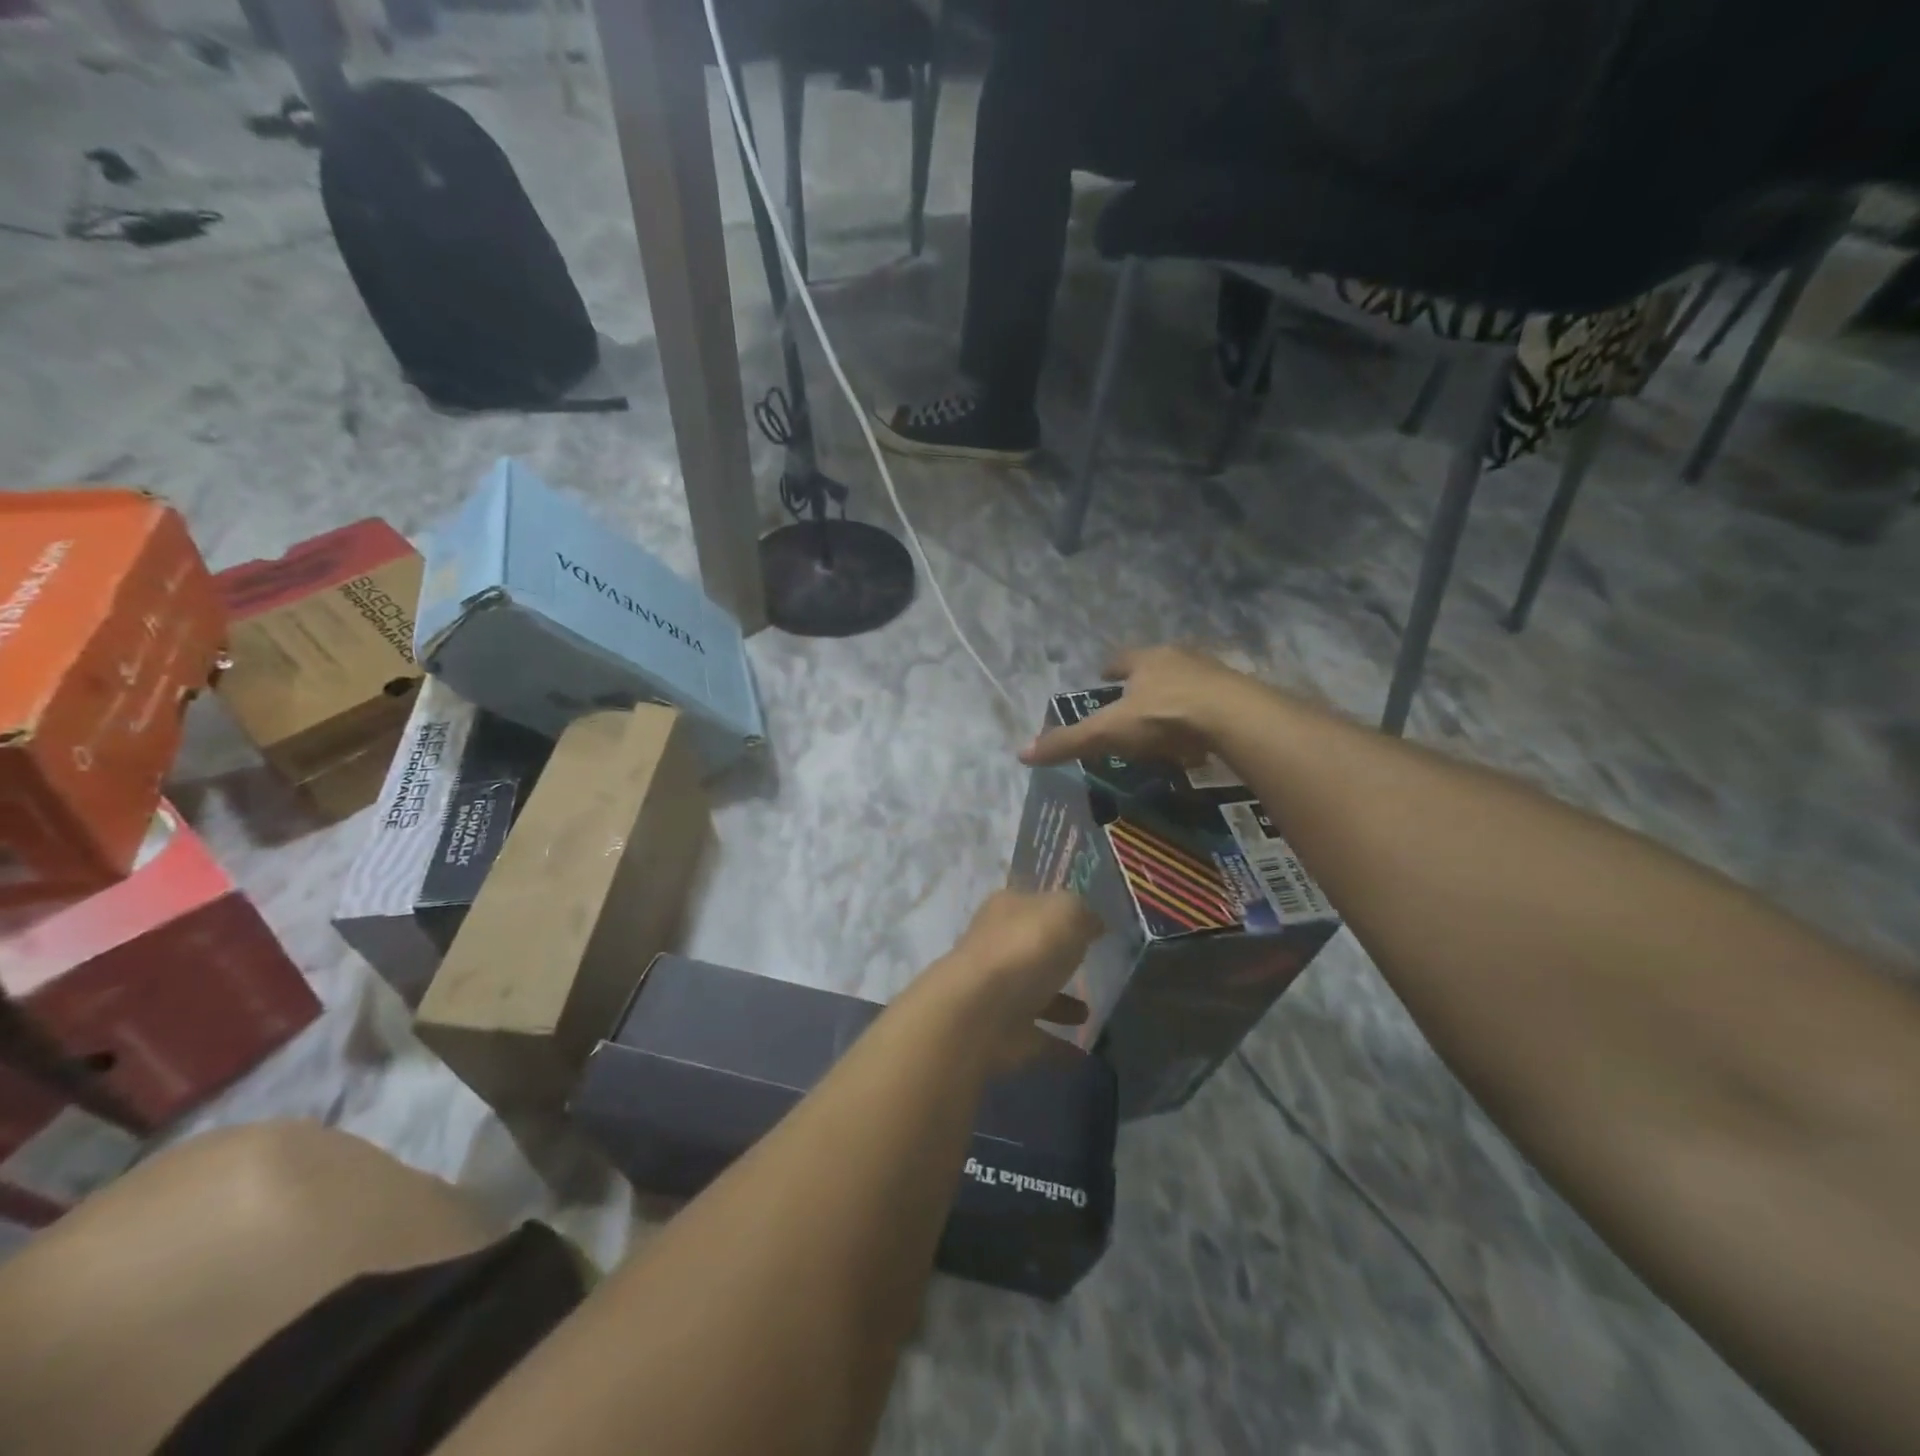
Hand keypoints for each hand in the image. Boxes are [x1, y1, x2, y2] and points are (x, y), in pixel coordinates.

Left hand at [925, 891, 1101, 1067]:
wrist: (978, 1014)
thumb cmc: (1025, 950)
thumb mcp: (1066, 913)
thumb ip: (1083, 914)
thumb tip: (1093, 923)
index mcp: (1006, 910)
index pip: (1032, 903)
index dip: (1057, 910)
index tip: (1084, 924)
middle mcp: (995, 947)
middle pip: (1029, 948)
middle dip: (1055, 959)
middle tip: (1089, 968)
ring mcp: (994, 992)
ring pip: (1031, 994)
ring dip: (1058, 1004)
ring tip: (1089, 1014)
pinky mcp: (998, 1034)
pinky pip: (1034, 1037)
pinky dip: (1056, 1045)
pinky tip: (1083, 1053)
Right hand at [1019, 646, 1254, 770]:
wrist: (1235, 719)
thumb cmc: (1164, 717)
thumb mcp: (1108, 732)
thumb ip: (1069, 742)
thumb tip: (1022, 753)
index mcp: (1147, 660)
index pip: (1121, 659)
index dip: (1110, 668)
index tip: (1103, 675)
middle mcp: (1181, 658)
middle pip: (1158, 666)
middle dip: (1146, 680)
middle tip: (1135, 699)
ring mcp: (1214, 674)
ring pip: (1188, 682)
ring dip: (1176, 696)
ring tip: (1167, 720)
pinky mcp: (1240, 696)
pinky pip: (1215, 703)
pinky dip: (1204, 716)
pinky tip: (1200, 737)